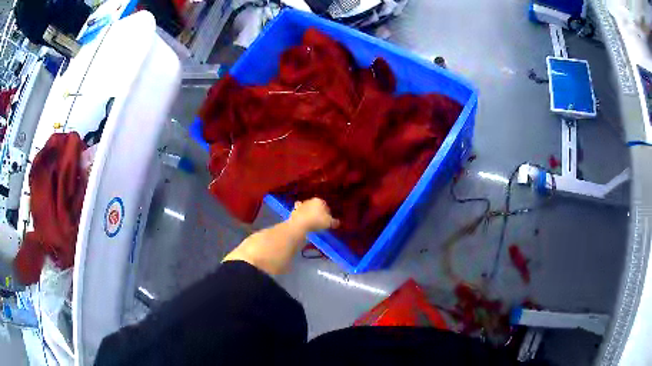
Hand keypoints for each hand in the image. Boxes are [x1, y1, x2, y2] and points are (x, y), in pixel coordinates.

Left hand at [289, 198, 339, 232]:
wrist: (300, 224)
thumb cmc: (317, 221)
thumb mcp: (328, 222)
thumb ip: (334, 222)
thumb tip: (338, 222)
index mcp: (318, 200)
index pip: (325, 205)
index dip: (327, 212)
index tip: (328, 219)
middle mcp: (309, 200)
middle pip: (315, 206)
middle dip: (317, 211)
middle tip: (320, 220)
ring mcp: (301, 206)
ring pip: (307, 208)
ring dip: (308, 212)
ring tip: (311, 220)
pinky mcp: (294, 212)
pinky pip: (299, 213)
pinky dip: (300, 215)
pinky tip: (302, 220)